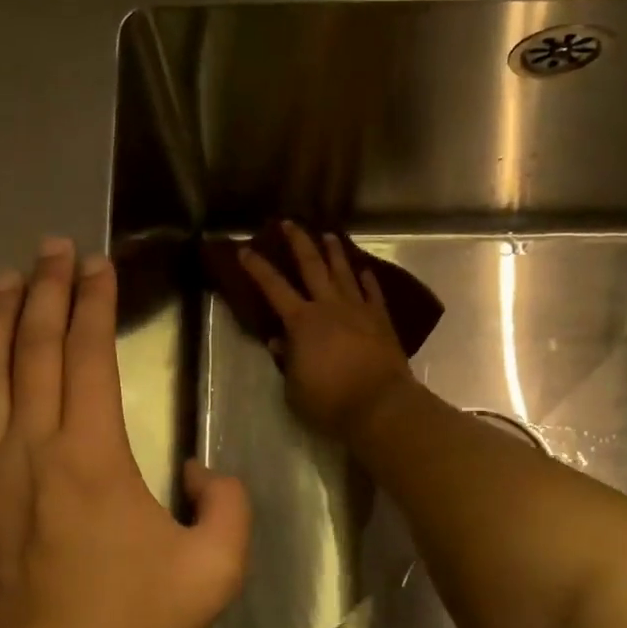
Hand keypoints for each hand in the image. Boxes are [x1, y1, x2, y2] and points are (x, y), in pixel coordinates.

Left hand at [0, 238, 250, 627]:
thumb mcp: (216, 568)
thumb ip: (226, 503)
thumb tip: (197, 469)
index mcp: (92, 455)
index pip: (89, 355)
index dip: (94, 303)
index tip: (97, 264)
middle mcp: (31, 449)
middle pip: (34, 351)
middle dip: (45, 291)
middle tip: (52, 247)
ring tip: (4, 280)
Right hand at [241, 221, 415, 439]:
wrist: (380, 405)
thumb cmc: (330, 400)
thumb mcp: (294, 387)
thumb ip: (286, 360)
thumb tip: (279, 342)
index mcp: (302, 321)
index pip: (273, 287)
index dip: (257, 267)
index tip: (245, 249)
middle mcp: (329, 306)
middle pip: (312, 265)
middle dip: (298, 242)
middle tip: (289, 223)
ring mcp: (358, 310)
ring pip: (344, 272)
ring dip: (335, 252)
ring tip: (329, 236)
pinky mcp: (381, 320)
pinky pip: (373, 293)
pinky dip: (367, 280)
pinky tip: (364, 270)